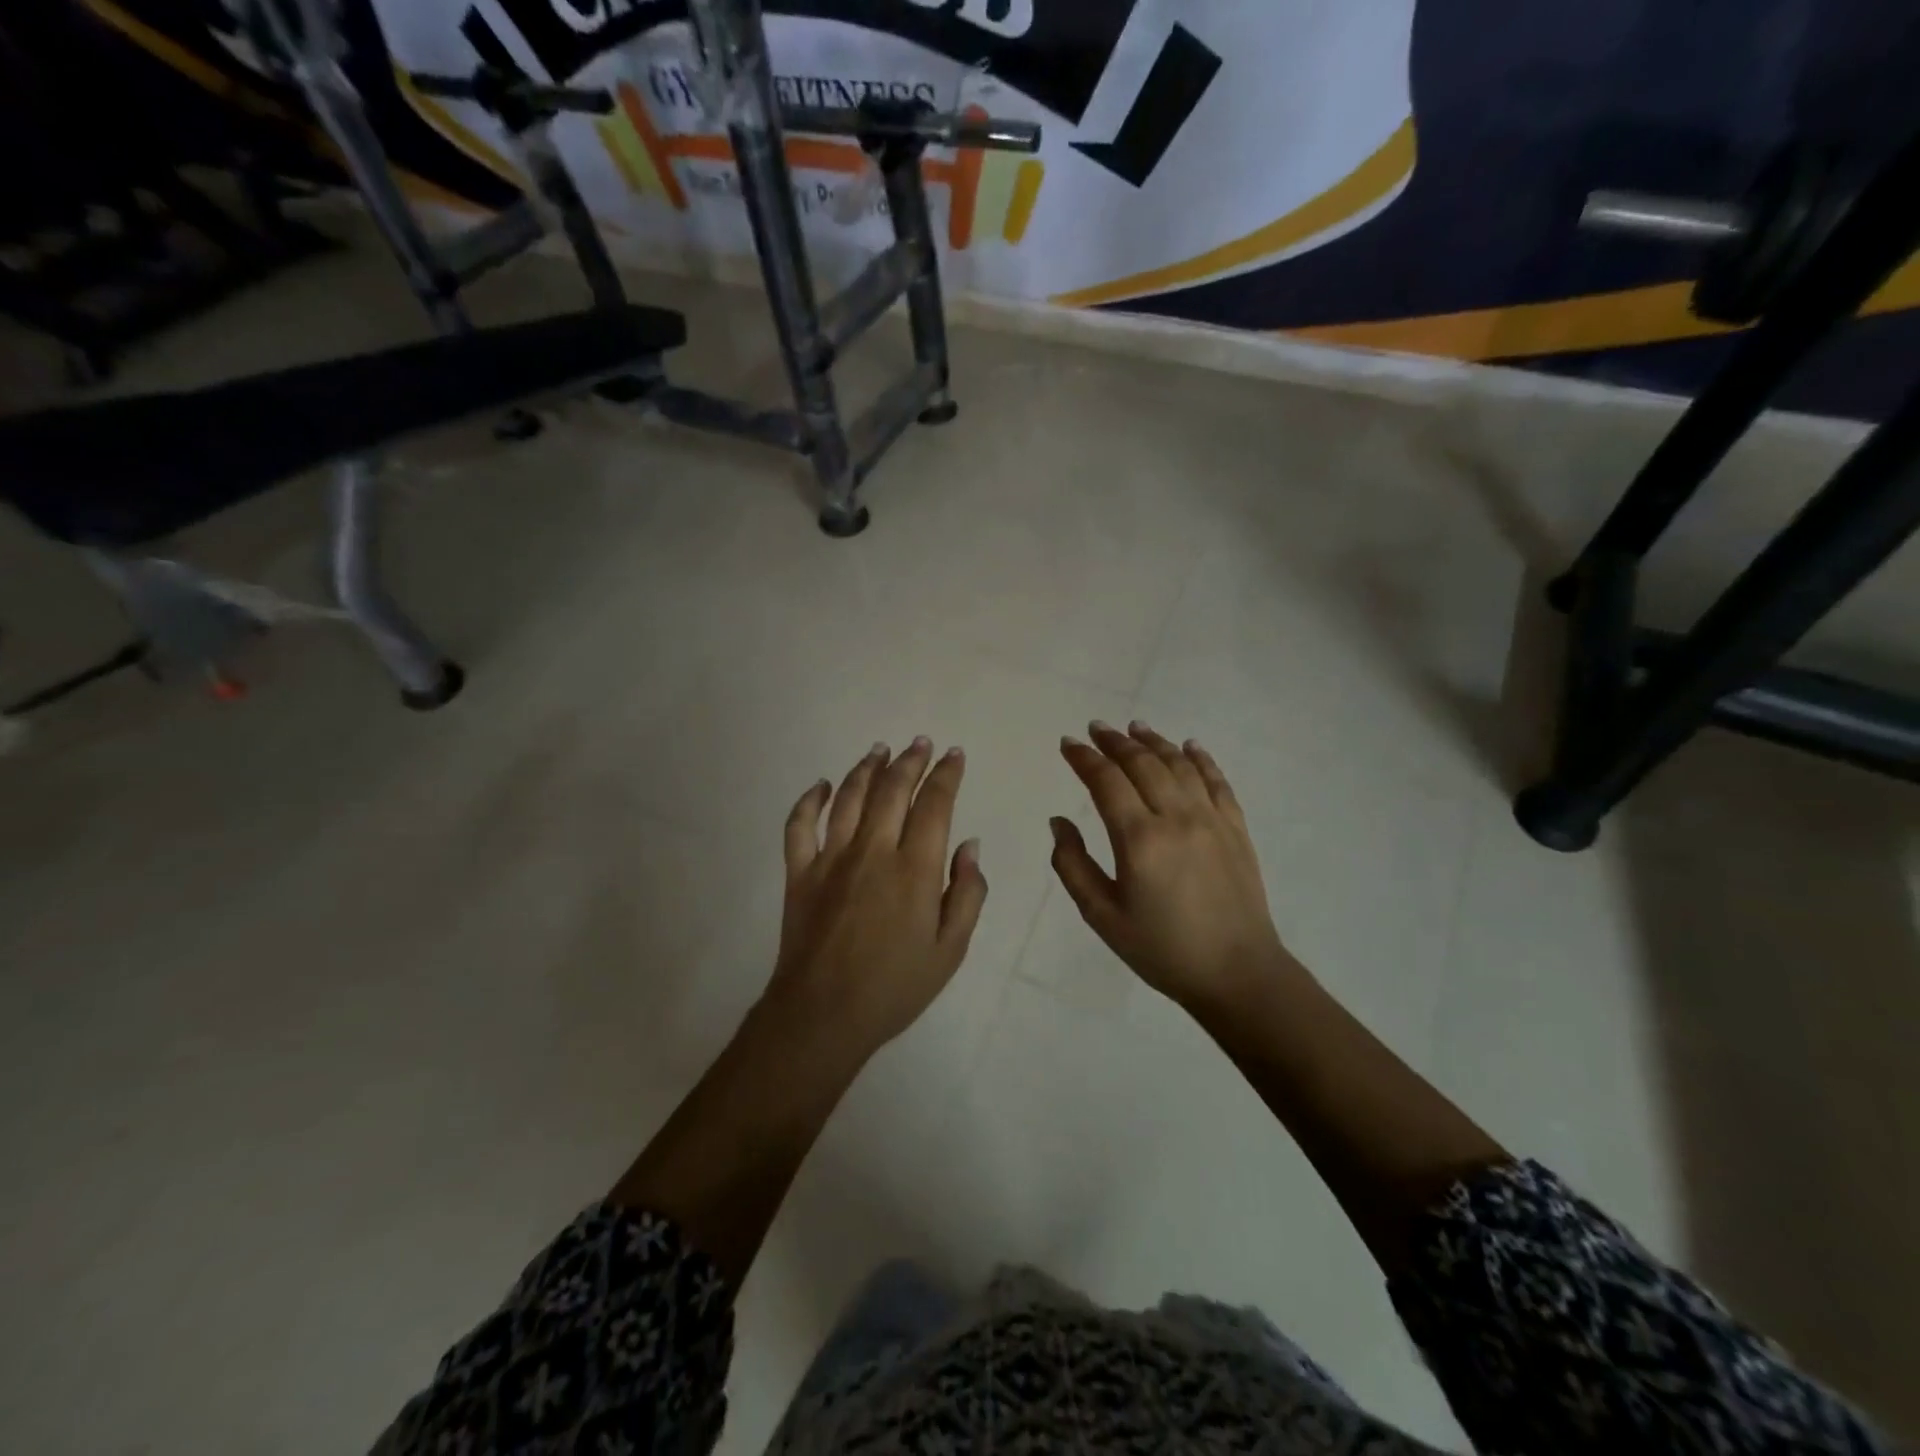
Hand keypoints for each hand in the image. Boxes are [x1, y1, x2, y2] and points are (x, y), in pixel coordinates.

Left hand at [767, 738, 987, 1057]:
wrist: (823, 1014)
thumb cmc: (895, 986)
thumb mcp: (950, 949)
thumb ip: (968, 893)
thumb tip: (970, 845)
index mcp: (914, 868)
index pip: (934, 804)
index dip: (946, 774)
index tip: (953, 755)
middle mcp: (873, 850)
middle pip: (892, 790)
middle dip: (910, 761)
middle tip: (921, 743)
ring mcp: (831, 858)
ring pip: (849, 796)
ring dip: (867, 768)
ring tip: (880, 750)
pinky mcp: (799, 872)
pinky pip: (800, 825)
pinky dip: (810, 799)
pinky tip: (821, 785)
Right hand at [1051, 721, 1293, 1011]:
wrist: (1237, 974)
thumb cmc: (1162, 949)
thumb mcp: (1102, 916)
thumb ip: (1072, 866)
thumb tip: (1059, 821)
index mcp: (1140, 839)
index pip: (1106, 782)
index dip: (1084, 758)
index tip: (1069, 743)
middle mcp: (1177, 817)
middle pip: (1143, 764)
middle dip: (1115, 742)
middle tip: (1096, 728)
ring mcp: (1212, 819)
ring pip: (1179, 765)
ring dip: (1154, 742)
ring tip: (1135, 727)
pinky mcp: (1236, 828)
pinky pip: (1218, 781)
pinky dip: (1201, 759)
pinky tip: (1190, 746)